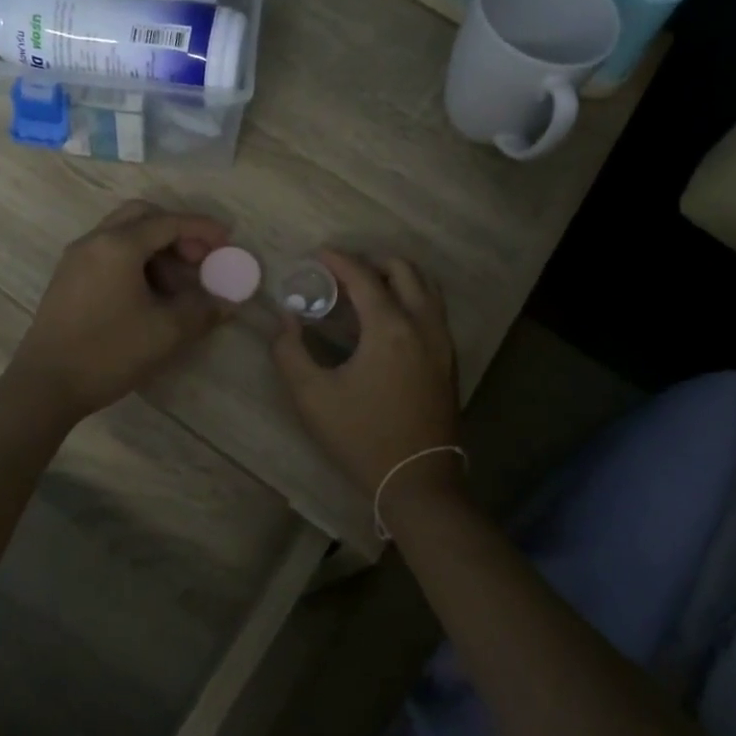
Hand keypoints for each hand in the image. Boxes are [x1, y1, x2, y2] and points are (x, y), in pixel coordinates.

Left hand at [6, 201, 233, 422]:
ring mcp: (76, 259)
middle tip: (198, 260)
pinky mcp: (67, 279)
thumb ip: (202, 310)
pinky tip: (148, 296)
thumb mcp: (166, 332)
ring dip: (155, 249)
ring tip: (177, 286)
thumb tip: (229, 303)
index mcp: (118, 245)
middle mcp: (94, 241)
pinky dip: (134, 261)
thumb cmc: (108, 352)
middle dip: (176, 232)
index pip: (169, 222)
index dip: (202, 229)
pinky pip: (108, 254)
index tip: (228, 241)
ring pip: (123, 235)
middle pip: (142, 216)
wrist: (45, 386)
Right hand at [271, 251, 460, 501]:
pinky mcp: (450, 360)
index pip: (363, 276)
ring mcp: (443, 342)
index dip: (338, 260)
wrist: (417, 480)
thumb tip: (286, 320)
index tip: (318, 254)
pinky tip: (388, 320)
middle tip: (343, 272)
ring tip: (367, 289)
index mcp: (390, 328)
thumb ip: (290, 352)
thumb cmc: (361, 437)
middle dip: (372, 261)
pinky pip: (434, 310)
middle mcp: (423, 325)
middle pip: (404, 269)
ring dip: (397, 277)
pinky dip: (412, 298)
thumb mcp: (312, 397)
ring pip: (426, 287)